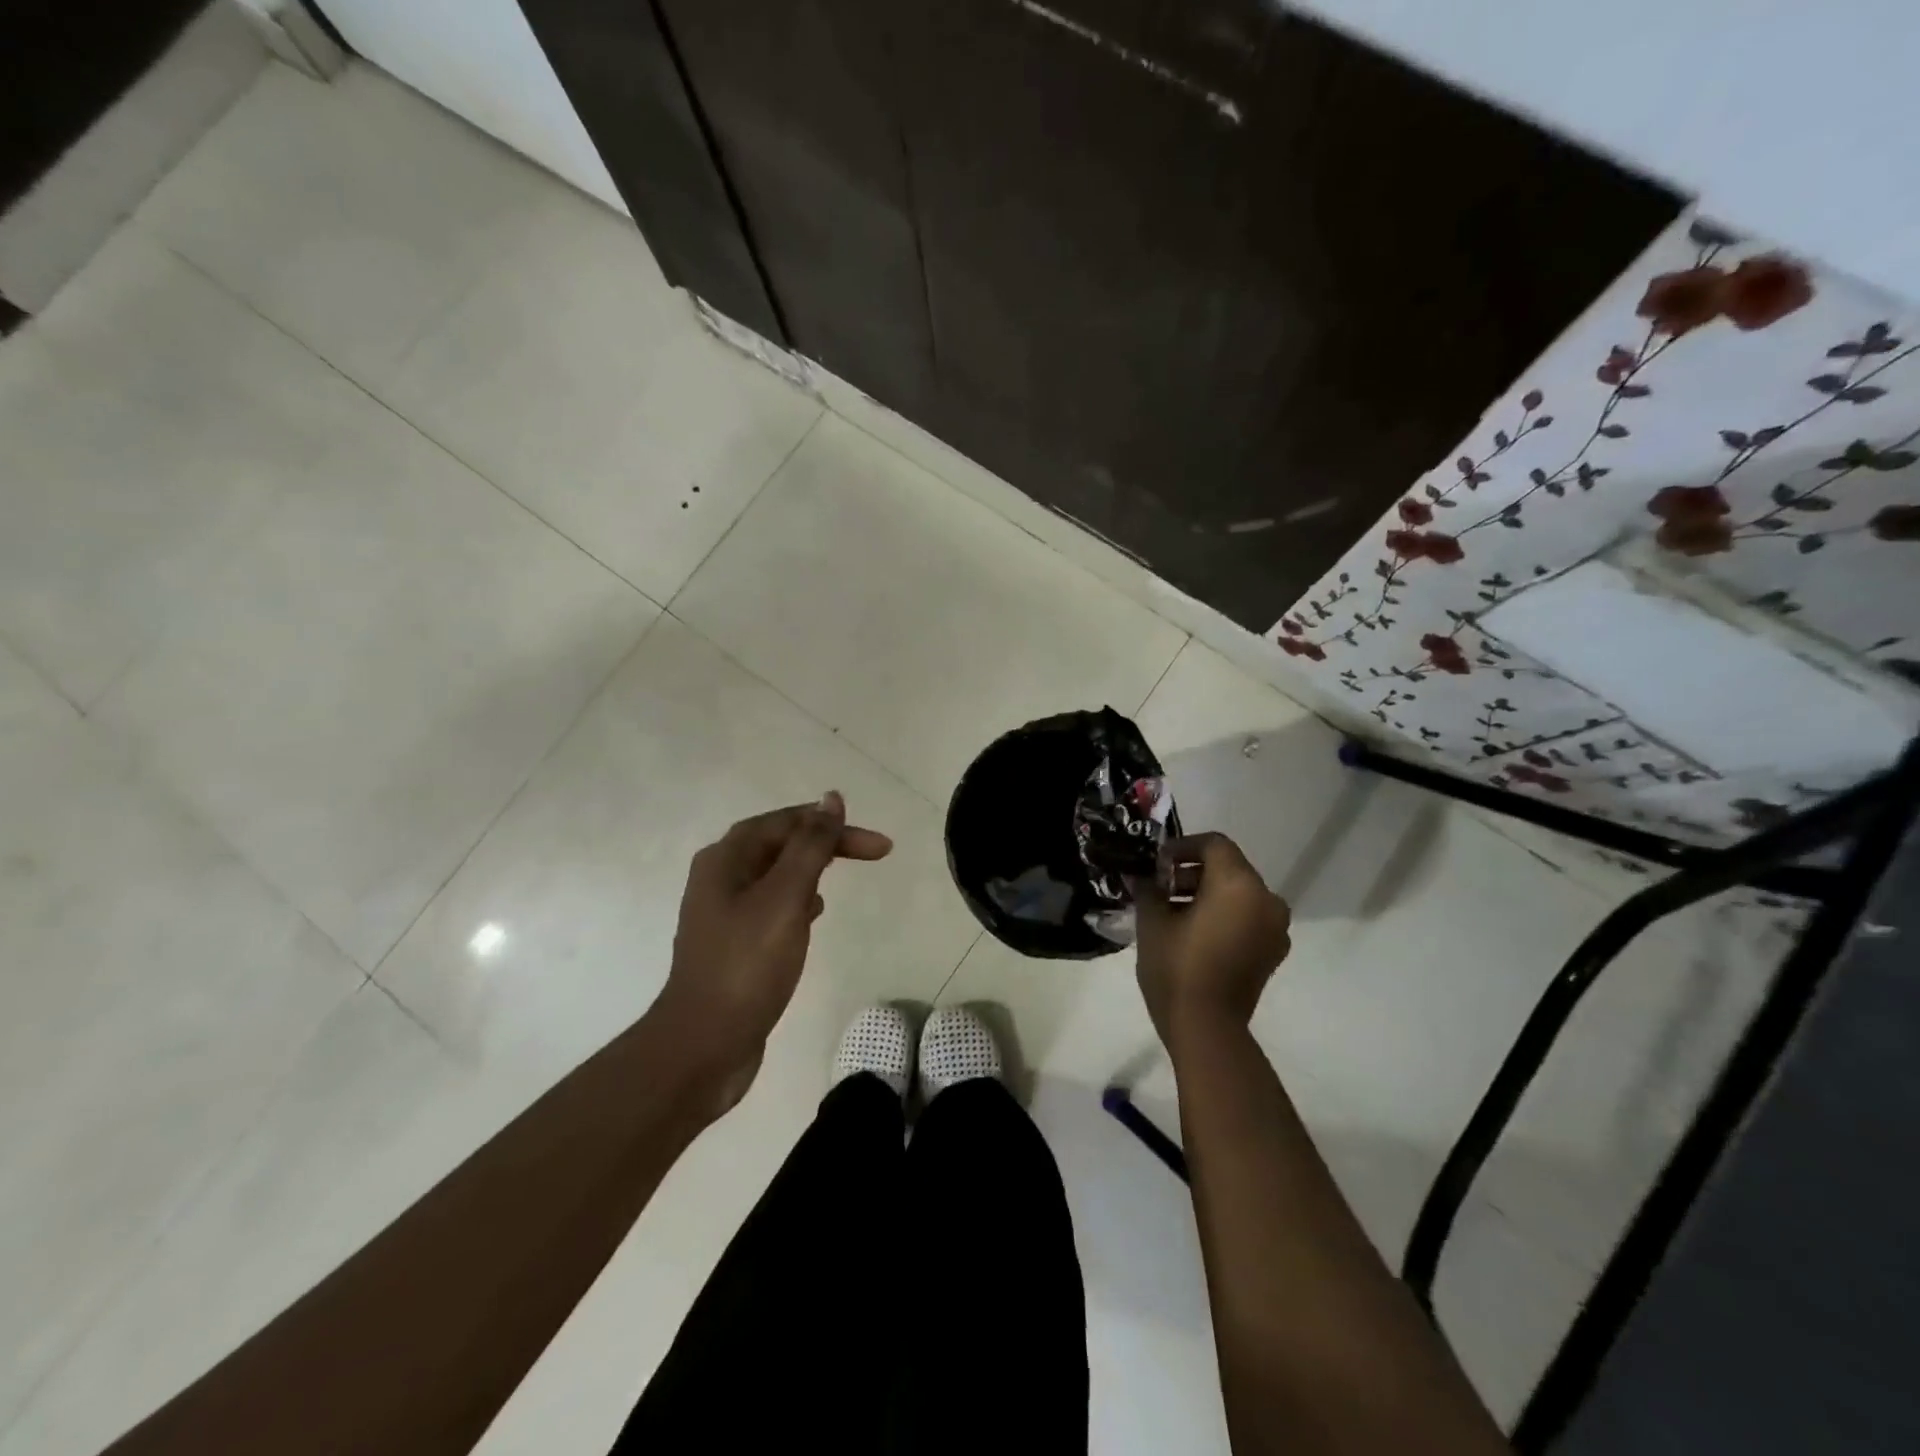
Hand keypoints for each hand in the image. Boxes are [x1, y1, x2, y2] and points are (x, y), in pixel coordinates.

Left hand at [655, 793, 892, 1105]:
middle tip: (874, 853)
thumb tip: (831, 799)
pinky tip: (814, 913)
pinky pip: (771, 904)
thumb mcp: (785, 898)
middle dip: (826, 843)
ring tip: (845, 875)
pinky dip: (798, 900)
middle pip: (780, 843)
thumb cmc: (747, 965)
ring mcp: (723, 912)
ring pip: (776, 874)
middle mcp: (719, 877)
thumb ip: (810, 846)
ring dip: (812, 868)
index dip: (834, 826)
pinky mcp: (732, 943)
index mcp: (726, 858)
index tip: (879, 846)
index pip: (788, 822)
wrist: (704, 1045)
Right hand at [1134, 832, 1290, 1050]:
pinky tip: (1195, 933)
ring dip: (1209, 894)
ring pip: (1239, 893)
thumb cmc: (1177, 967)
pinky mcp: (1273, 952)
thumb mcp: (1152, 921)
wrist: (1207, 1028)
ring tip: (1174, 912)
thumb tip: (1142, 875)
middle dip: (1194, 872)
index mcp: (1239, 884)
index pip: (1214, 844)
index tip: (1157, 865)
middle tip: (1162, 888)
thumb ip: (1149, 888)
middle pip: (1229, 868)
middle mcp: (1266, 899)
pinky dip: (1225, 916)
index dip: (1183, 847)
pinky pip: (1248, 918)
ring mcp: (1275, 928)